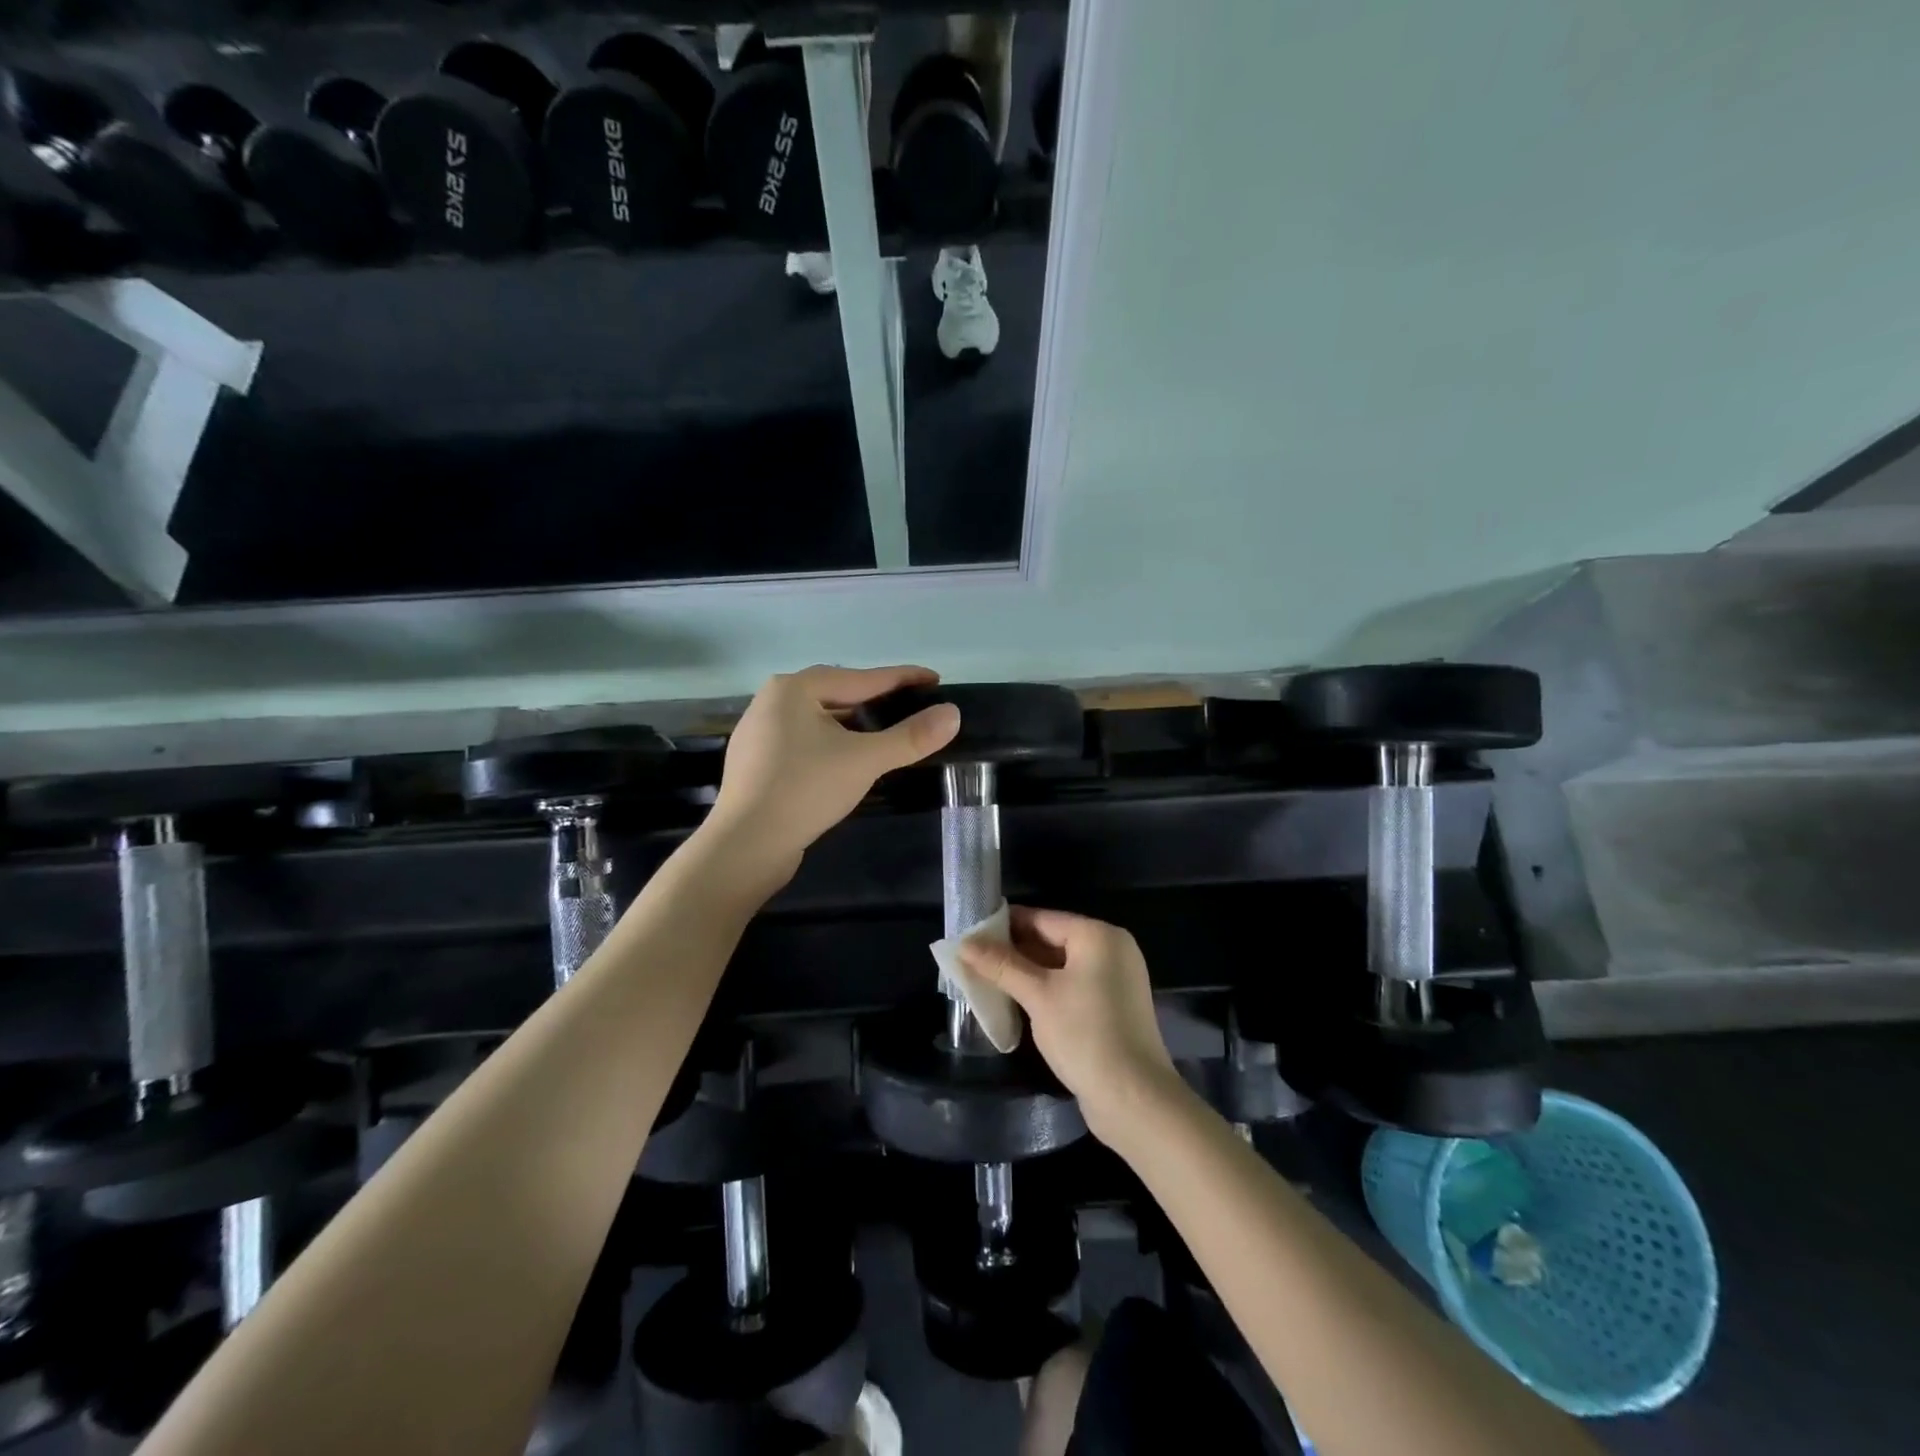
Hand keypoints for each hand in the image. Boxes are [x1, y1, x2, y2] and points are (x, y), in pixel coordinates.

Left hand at [706, 665, 960, 886]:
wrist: (745, 845)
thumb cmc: (805, 790)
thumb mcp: (865, 760)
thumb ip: (910, 736)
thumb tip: (953, 714)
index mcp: (794, 688)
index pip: (861, 678)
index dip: (902, 678)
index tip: (934, 679)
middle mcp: (772, 701)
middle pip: (837, 694)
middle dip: (875, 699)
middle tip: (911, 705)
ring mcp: (760, 732)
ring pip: (819, 719)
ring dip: (853, 723)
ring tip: (884, 731)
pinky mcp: (757, 763)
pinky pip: (804, 741)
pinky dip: (831, 743)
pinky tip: (846, 758)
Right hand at [958, 908, 1178, 1145]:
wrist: (1134, 1099)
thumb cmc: (1085, 1035)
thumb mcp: (1038, 996)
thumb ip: (1001, 965)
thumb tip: (963, 944)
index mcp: (1099, 935)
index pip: (1043, 918)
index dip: (1005, 924)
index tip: (970, 932)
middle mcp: (1112, 949)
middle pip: (1053, 939)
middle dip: (1014, 951)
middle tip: (973, 958)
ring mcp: (1116, 979)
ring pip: (1062, 965)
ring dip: (1027, 972)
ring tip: (986, 977)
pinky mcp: (1114, 1006)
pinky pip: (1073, 985)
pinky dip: (1047, 989)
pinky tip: (1017, 999)